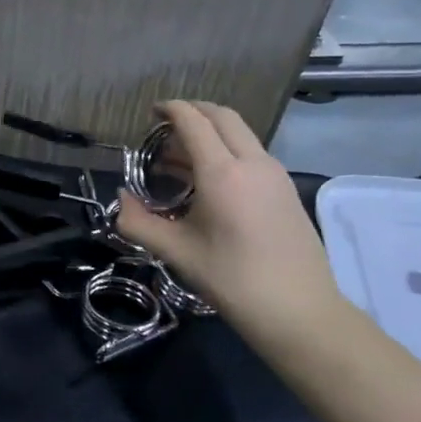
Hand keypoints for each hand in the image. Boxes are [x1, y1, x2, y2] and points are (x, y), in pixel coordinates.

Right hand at [116, 100, 347, 342]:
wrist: (300, 311)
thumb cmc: (233, 280)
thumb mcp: (176, 252)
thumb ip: (138, 222)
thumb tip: (120, 199)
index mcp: (223, 173)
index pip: (194, 122)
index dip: (171, 109)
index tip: (151, 112)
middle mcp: (253, 163)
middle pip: (223, 117)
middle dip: (194, 111)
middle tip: (166, 124)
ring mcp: (275, 174)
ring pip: (241, 134)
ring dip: (211, 132)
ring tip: (181, 156)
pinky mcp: (286, 190)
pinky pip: (252, 153)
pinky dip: (227, 150)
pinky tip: (209, 179)